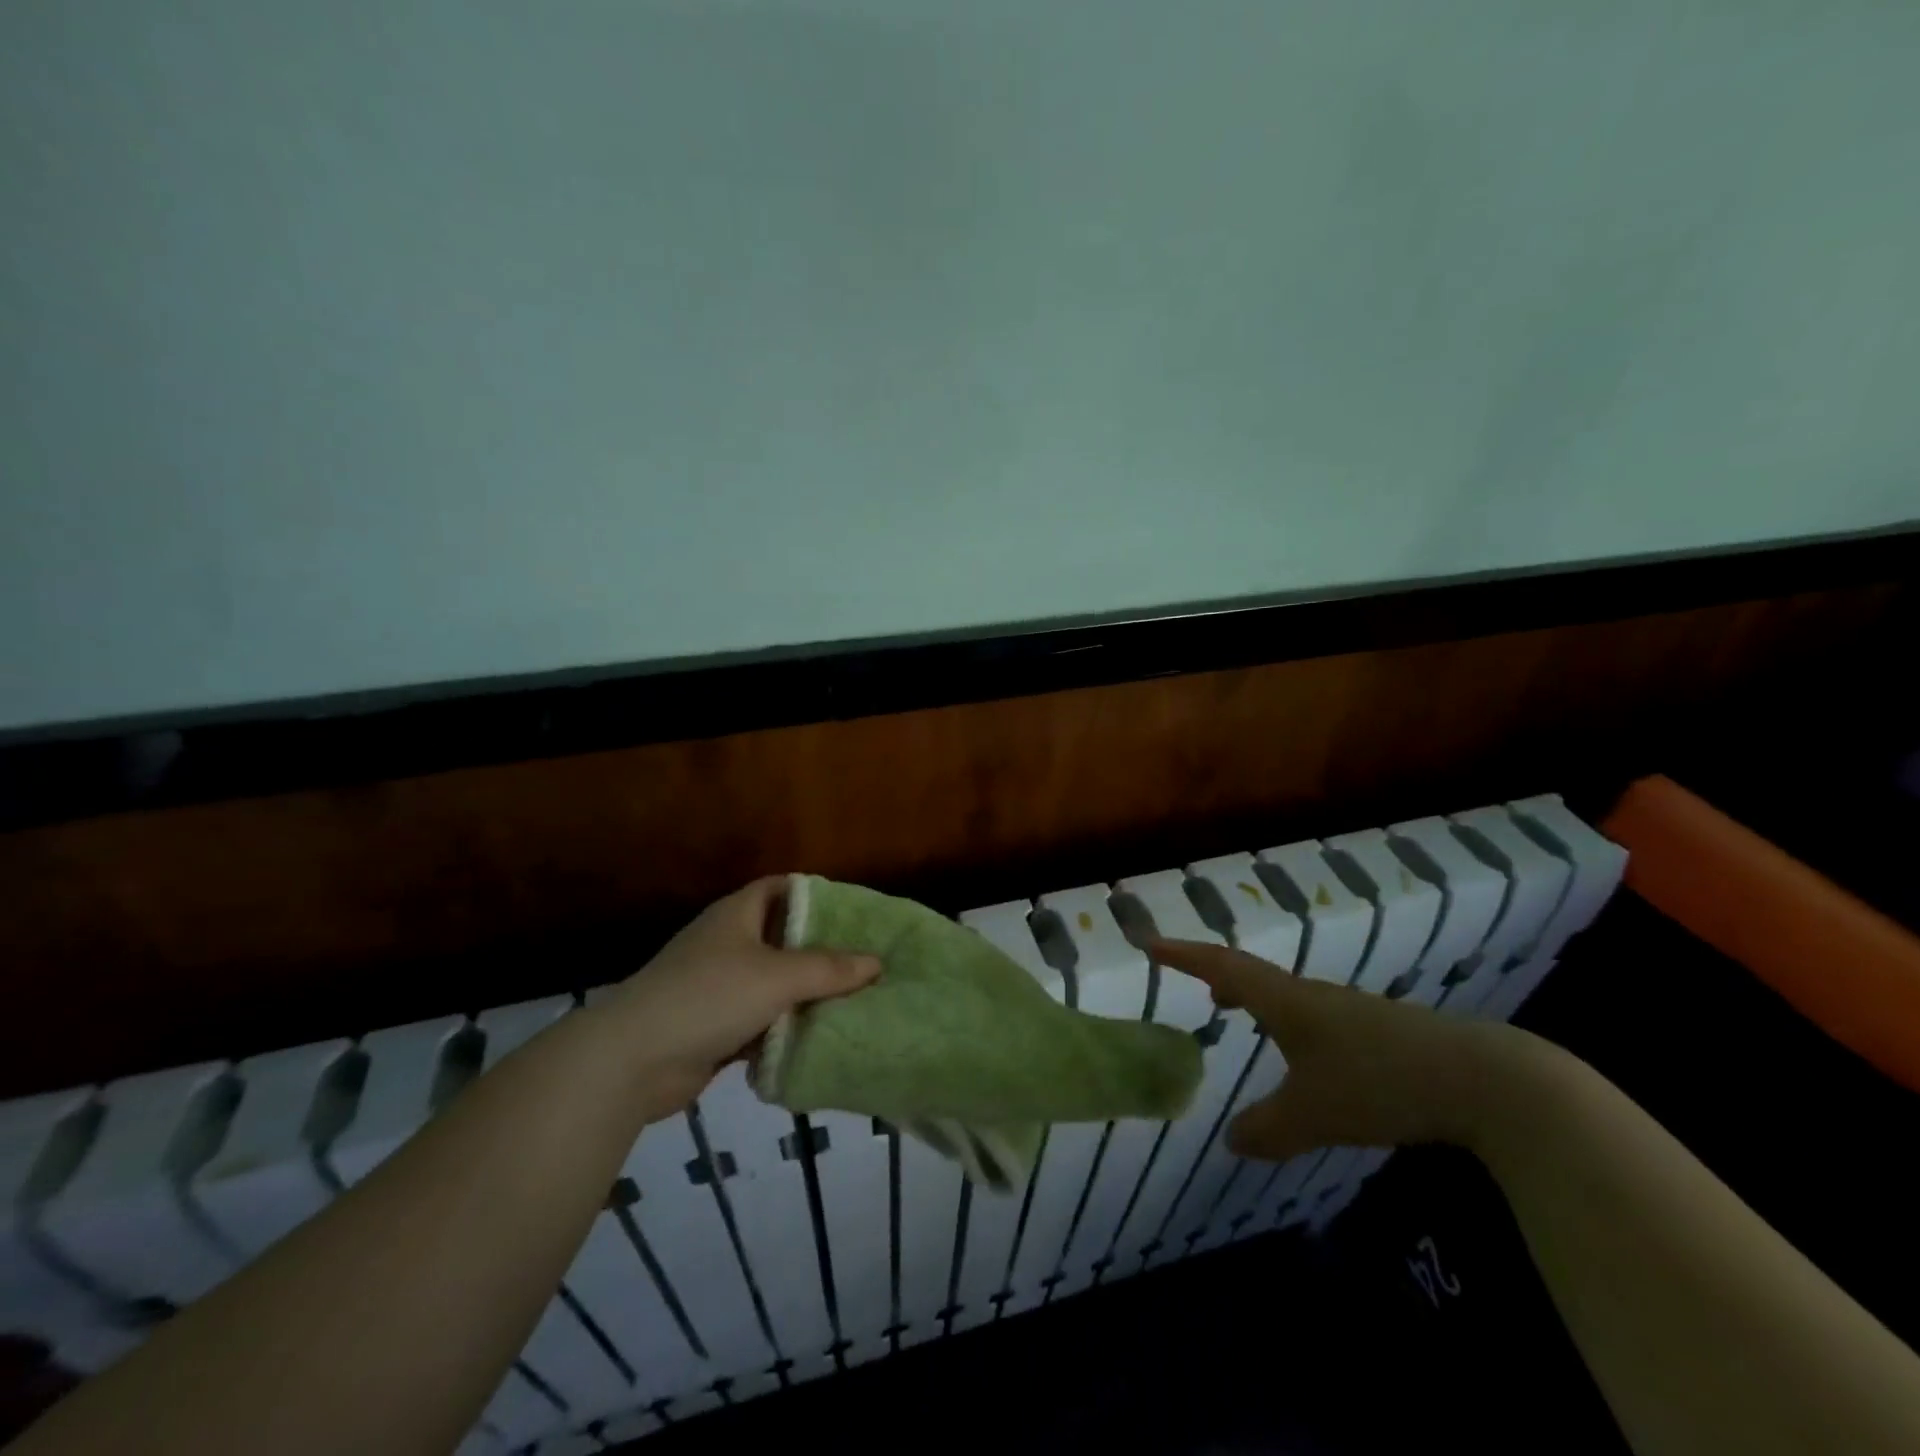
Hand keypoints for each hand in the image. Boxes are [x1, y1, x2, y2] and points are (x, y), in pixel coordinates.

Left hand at [596, 877, 880, 1117]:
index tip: (855, 912)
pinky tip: (819, 1039)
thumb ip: (829, 969)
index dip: (815, 894)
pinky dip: (785, 1029)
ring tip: (854, 1001)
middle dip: (820, 951)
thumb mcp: (777, 977)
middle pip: (782, 938)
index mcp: (737, 915)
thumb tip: (876, 963)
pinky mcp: (714, 1027)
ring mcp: (718, 987)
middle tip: (865, 961)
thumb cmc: (709, 996)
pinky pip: (761, 1022)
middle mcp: (727, 944)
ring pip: (774, 984)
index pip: (781, 888)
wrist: (632, 1060)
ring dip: (805, 995)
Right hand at [1149, 939, 1536, 1162]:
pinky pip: (1316, 1016)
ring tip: (1241, 1014)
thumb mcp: (1313, 1114)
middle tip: (1200, 988)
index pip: (1222, 967)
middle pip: (1254, 974)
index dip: (1183, 955)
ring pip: (1288, 995)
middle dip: (1219, 976)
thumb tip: (1230, 1140)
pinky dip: (1290, 1023)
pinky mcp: (1382, 1031)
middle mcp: (1313, 996)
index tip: (1149, 944)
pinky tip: (1308, 1055)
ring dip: (1257, 999)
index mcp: (1287, 1002)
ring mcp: (1351, 1011)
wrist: (1483, 1078)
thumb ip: (1267, 1129)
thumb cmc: (1379, 1083)